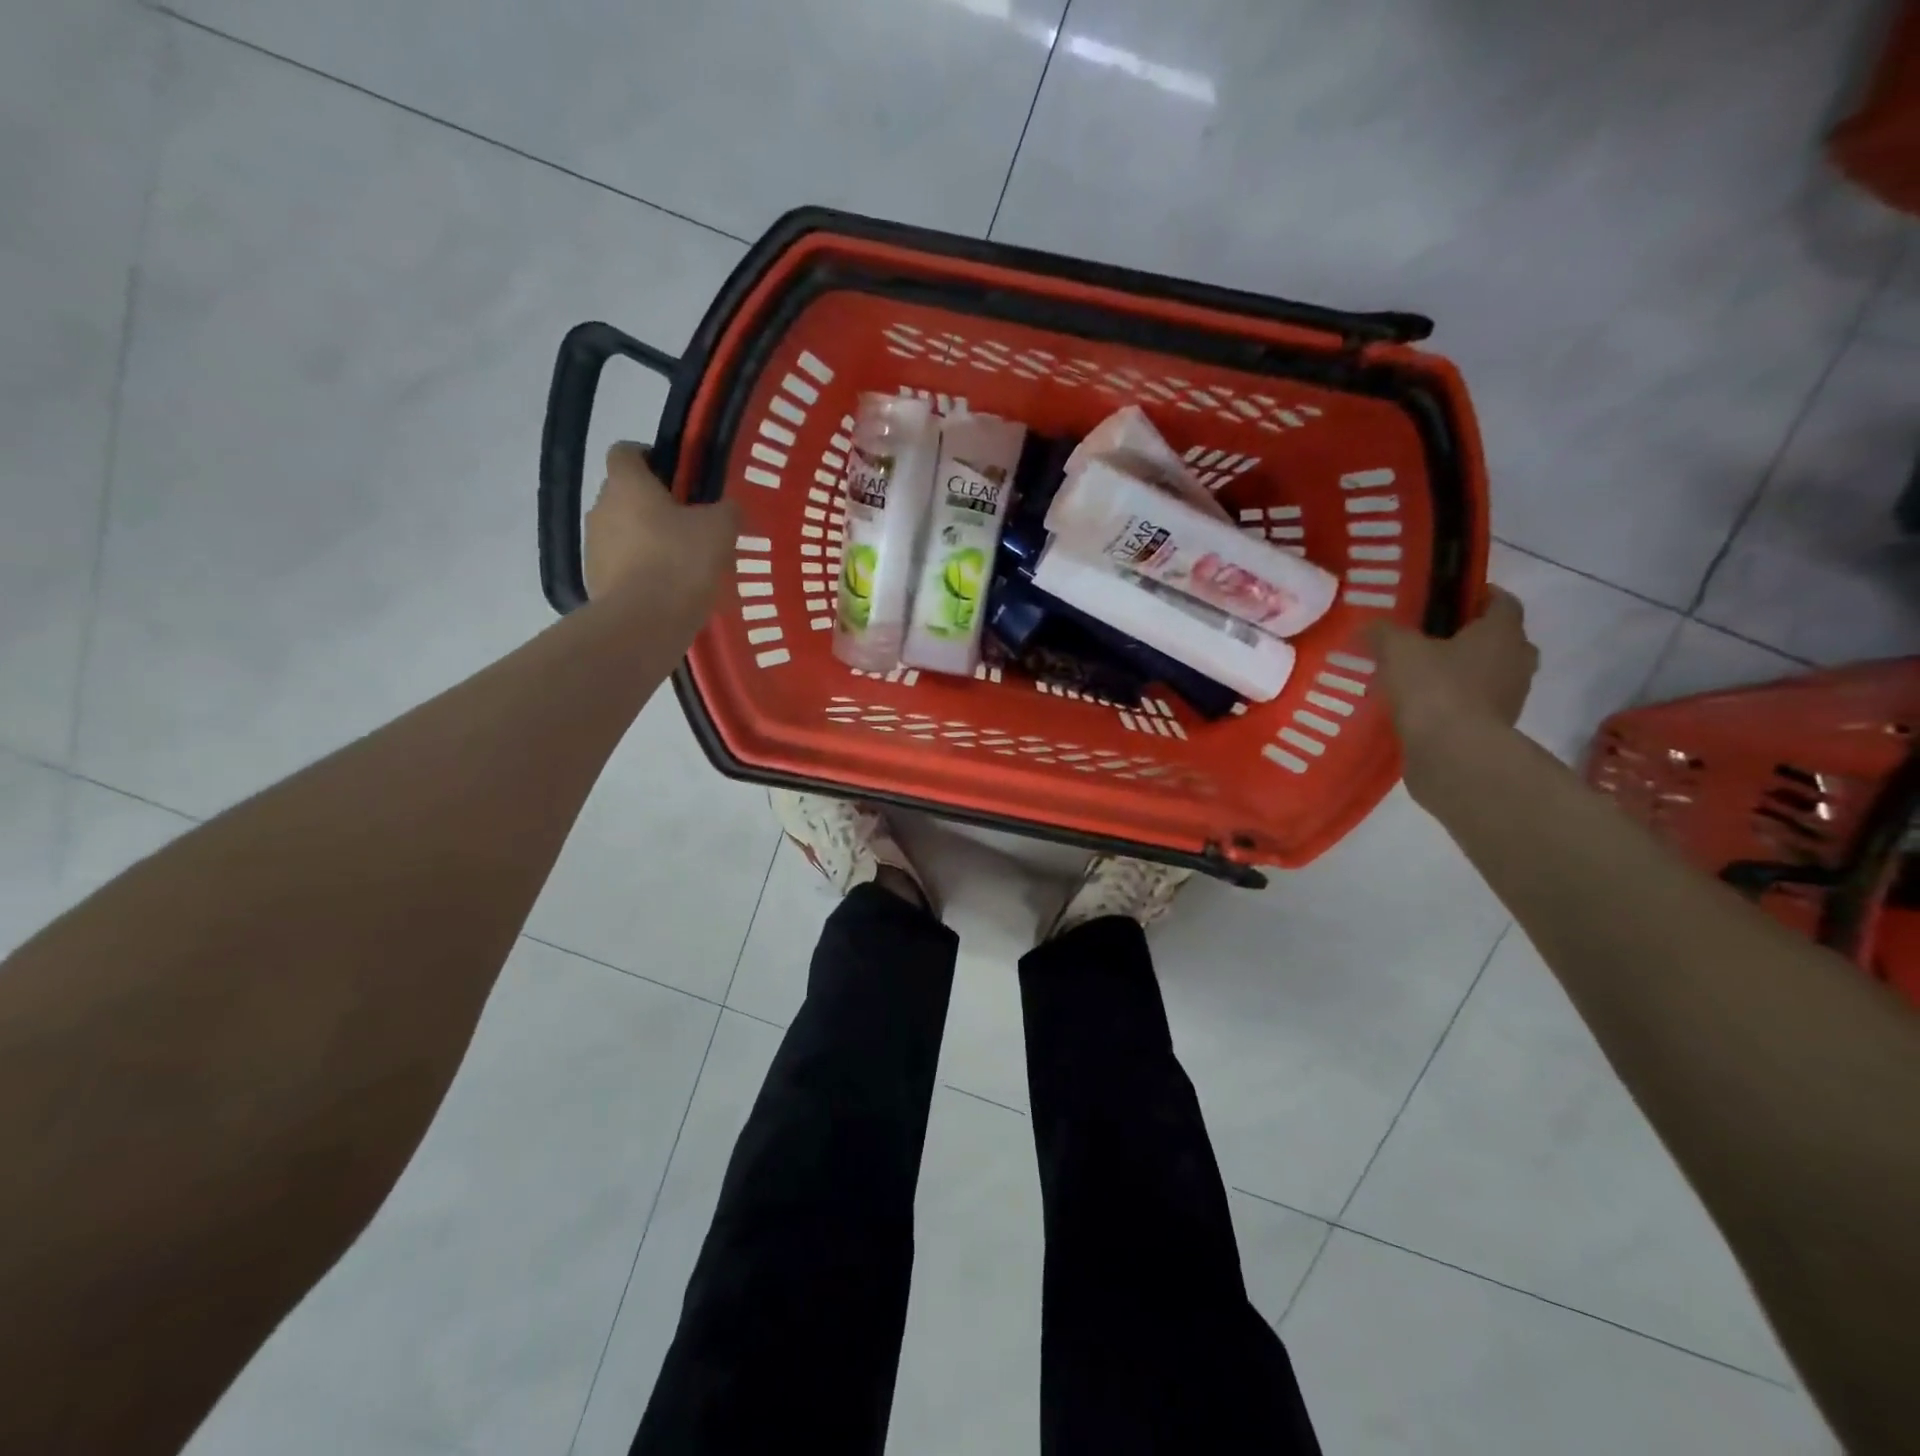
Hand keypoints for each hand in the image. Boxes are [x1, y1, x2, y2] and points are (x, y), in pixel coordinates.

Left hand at [585, 442, 738, 616]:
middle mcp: (601, 508)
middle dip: (654, 506)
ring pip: (623, 533)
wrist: (644, 623)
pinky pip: (621, 567)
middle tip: (690, 525)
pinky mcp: (595, 582)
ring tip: (682, 564)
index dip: (650, 457)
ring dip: (647, 541)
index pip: (626, 451)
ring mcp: (594, 547)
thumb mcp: (720, 530)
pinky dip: (641, 573)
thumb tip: (729, 508)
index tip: (677, 476)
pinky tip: (668, 591)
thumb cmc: (681, 562)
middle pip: (625, 495)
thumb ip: (727, 510)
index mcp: (627, 484)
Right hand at [1371, 585, 1538, 755]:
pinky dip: (1455, 701)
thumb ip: (1383, 633)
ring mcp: (1510, 697)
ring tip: (1422, 674)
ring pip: (1489, 673)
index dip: (1477, 595)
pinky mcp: (1494, 728)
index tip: (1448, 598)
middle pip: (1500, 639)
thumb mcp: (1398, 650)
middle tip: (1433, 638)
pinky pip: (1475, 704)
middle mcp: (1516, 660)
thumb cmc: (1434, 689)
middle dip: (1471, 636)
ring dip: (1464, 672)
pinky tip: (1422, 705)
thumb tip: (1368, 625)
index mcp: (1501, 632)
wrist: (1453, 754)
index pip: (1502, 601)